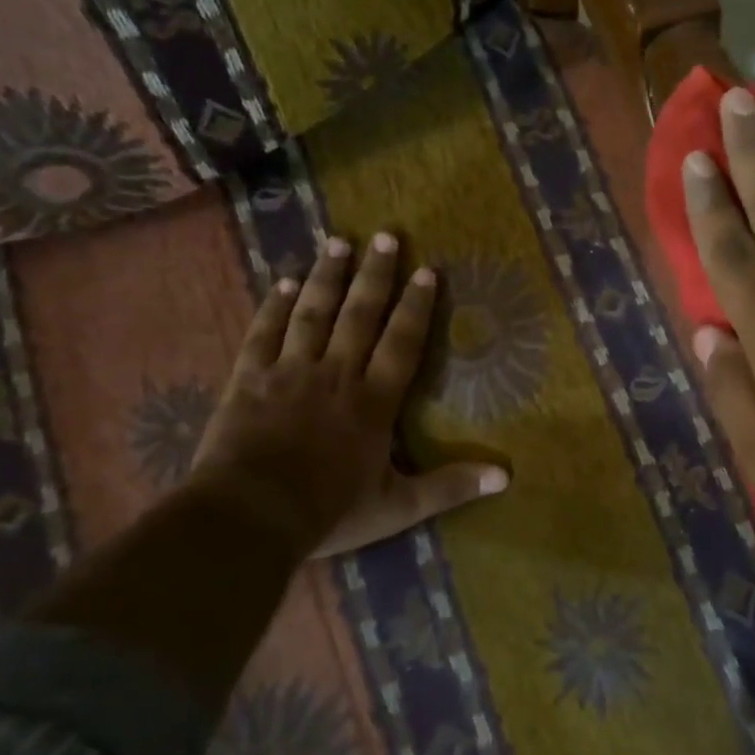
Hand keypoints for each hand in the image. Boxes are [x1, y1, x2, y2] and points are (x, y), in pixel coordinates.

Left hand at [189, 232, 507, 556]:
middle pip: (359, 316)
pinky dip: (273, 307)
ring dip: (327, 277)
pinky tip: (282, 282)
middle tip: (386, 237)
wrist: (249, 516)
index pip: (402, 343)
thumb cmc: (329, 510)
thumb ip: (450, 486)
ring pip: (313, 314)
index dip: (417, 307)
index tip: (428, 271)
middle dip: (375, 276)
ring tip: (338, 242)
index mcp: (374, 401)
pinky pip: (263, 333)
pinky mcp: (249, 379)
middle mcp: (336, 374)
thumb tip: (506, 476)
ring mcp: (289, 372)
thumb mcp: (399, 506)